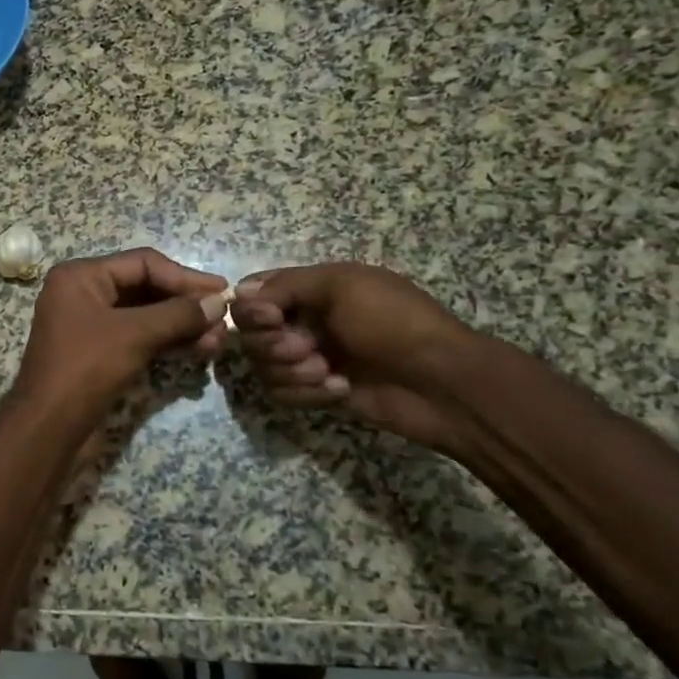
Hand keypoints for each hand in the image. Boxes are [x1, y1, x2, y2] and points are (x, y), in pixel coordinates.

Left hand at [13, 249, 230, 420]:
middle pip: (145, 288)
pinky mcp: (98, 354)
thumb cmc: (85, 368)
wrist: (48, 428)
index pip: (142, 263)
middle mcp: (83, 294)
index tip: (222, 292)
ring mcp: (89, 326)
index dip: (184, 277)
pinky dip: (167, 342)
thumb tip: (219, 301)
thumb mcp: (134, 335)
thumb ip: (178, 315)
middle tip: (224, 320)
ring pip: (145, 316)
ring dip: (181, 326)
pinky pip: (138, 338)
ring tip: (218, 340)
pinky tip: (198, 350)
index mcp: (80, 276)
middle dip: (185, 305)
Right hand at [232, 262, 479, 453]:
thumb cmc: (394, 322)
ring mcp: (308, 358)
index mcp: (311, 288)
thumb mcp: (342, 285)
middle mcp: (303, 321)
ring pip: (263, 366)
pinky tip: (341, 389)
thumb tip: (237, 294)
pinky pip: (282, 393)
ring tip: (328, 372)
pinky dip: (307, 393)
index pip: (253, 294)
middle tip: (306, 348)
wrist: (441, 382)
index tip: (271, 318)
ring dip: (292, 371)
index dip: (251, 309)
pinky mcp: (316, 392)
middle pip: (251, 334)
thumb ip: (285, 286)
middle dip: (272, 344)